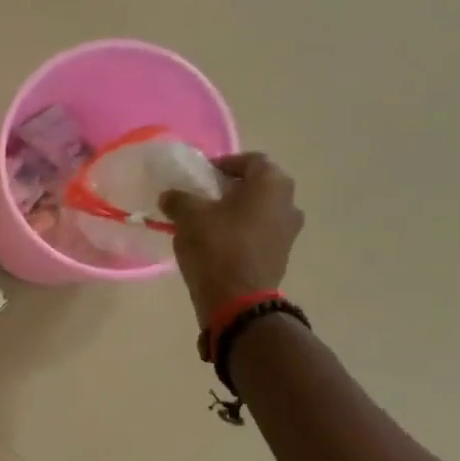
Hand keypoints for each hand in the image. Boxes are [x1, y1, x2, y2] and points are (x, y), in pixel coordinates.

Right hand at [160, 152, 304, 325]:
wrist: (237, 300)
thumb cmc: (217, 248)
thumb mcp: (189, 217)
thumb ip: (179, 199)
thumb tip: (171, 195)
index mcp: (271, 184)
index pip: (250, 160)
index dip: (224, 163)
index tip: (200, 175)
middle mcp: (288, 202)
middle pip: (258, 185)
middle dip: (230, 188)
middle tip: (202, 197)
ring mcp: (288, 230)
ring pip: (259, 210)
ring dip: (236, 211)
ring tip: (207, 222)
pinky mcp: (280, 254)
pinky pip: (259, 232)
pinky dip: (241, 231)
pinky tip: (217, 243)